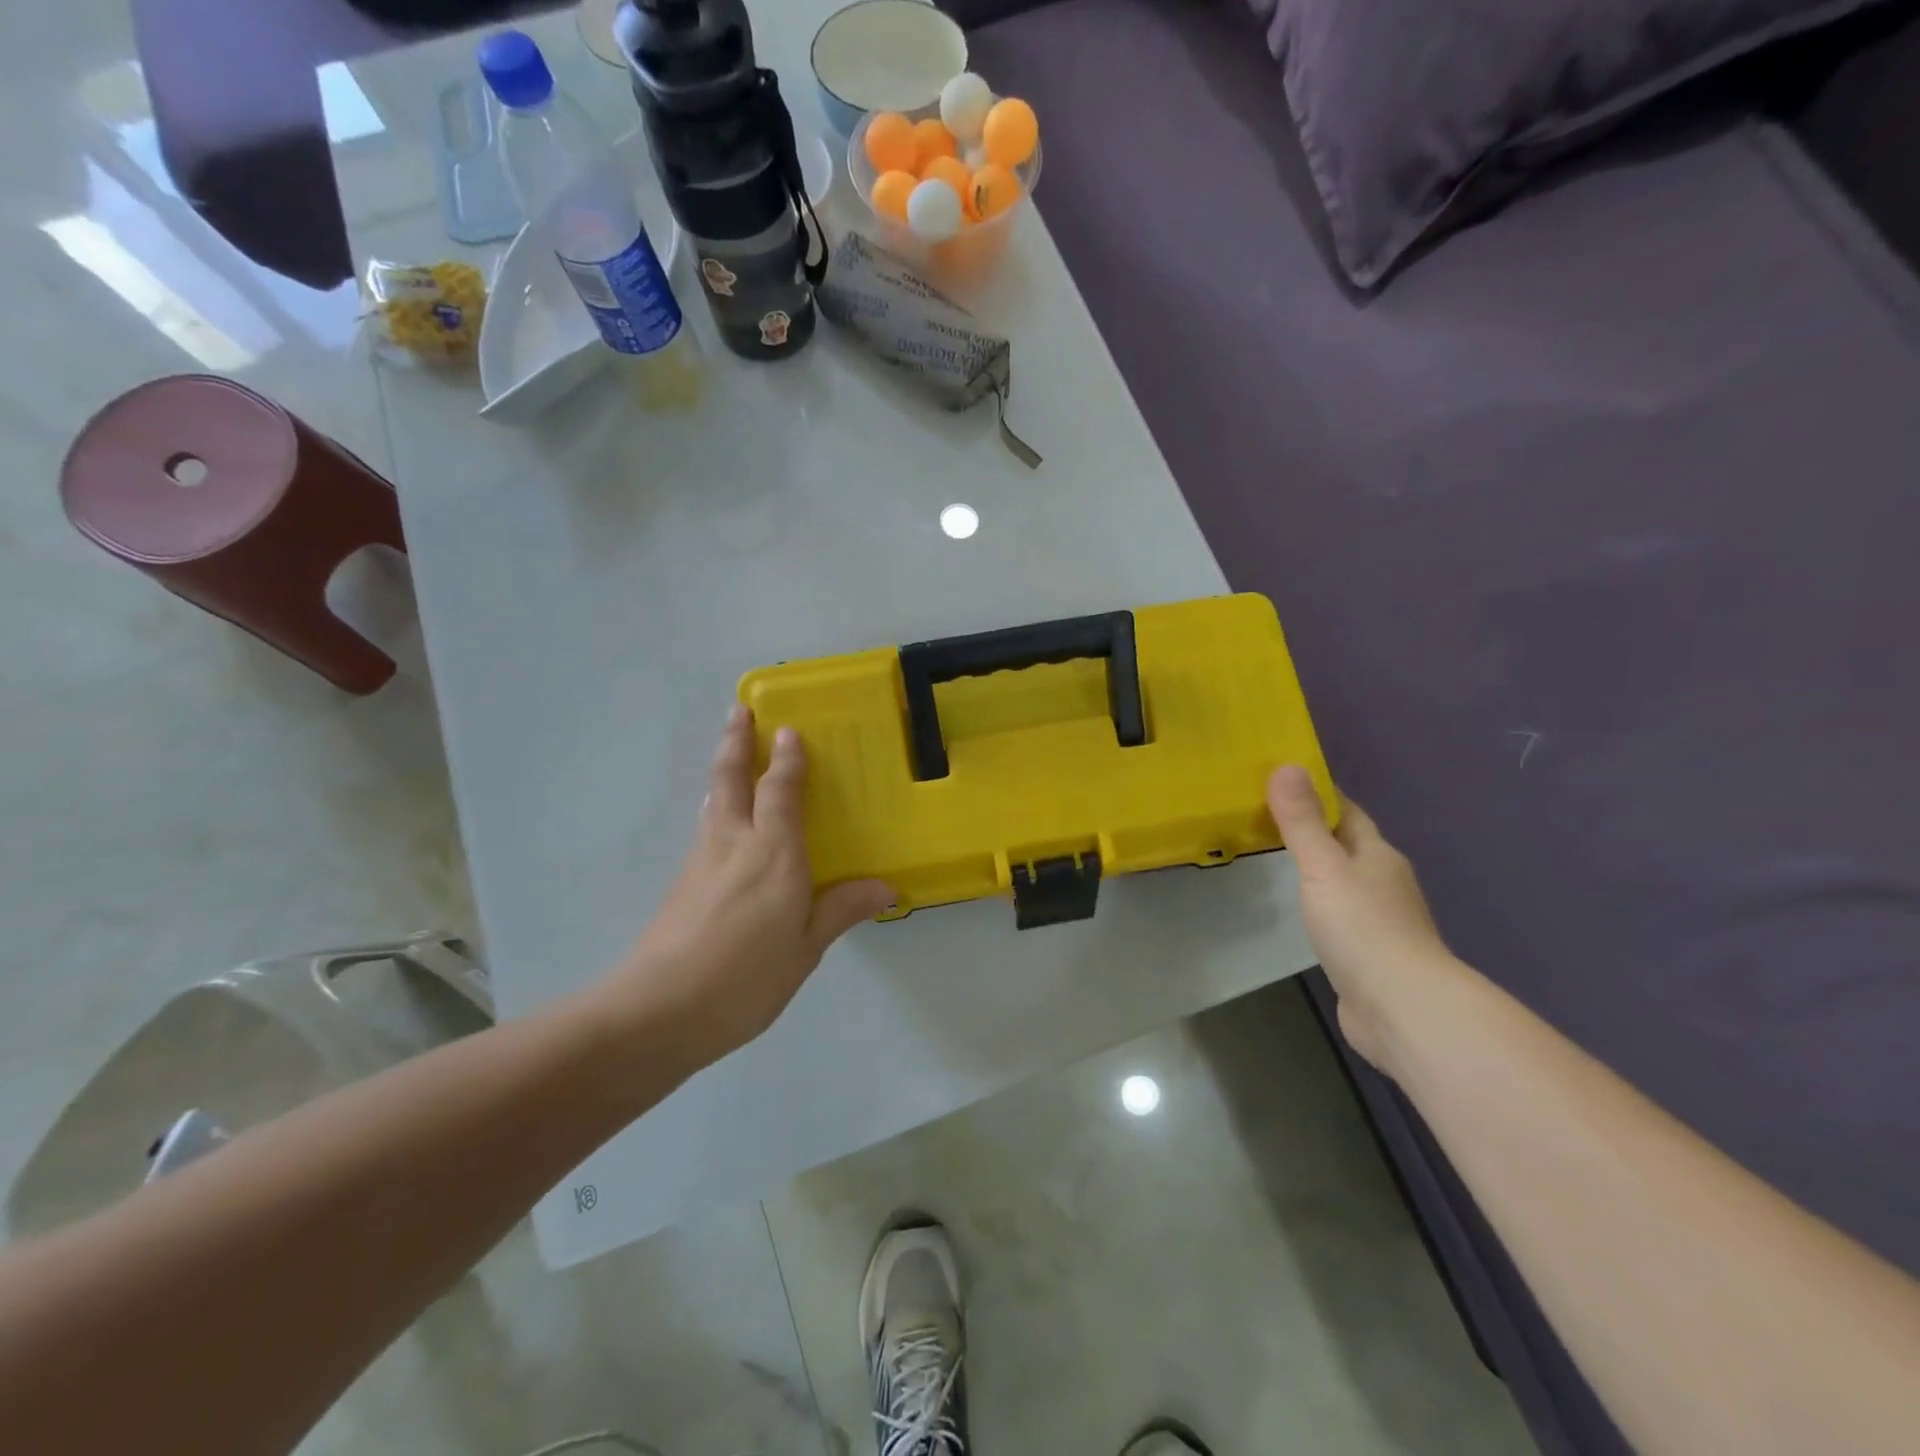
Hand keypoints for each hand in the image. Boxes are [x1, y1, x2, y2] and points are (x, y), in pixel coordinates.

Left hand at [607, 705, 892, 1067]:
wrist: (659, 1011)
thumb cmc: (746, 977)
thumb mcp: (805, 948)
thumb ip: (841, 910)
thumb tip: (887, 887)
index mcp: (773, 853)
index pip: (780, 791)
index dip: (786, 759)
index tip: (789, 730)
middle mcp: (734, 842)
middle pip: (729, 778)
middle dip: (735, 741)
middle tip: (739, 710)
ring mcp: (700, 860)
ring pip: (712, 800)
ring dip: (722, 770)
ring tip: (730, 753)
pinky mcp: (681, 883)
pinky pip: (706, 828)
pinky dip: (716, 807)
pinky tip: (722, 823)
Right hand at [1266, 765, 1458, 1076]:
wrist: (1402, 1007)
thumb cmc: (1362, 927)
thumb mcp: (1323, 867)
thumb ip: (1302, 821)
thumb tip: (1287, 765)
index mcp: (1378, 855)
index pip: (1348, 812)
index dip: (1320, 794)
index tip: (1284, 781)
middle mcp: (1384, 882)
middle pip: (1349, 845)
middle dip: (1317, 830)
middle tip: (1269, 817)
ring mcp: (1381, 921)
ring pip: (1346, 882)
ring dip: (1320, 870)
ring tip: (1278, 859)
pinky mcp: (1371, 955)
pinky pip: (1342, 916)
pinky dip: (1322, 906)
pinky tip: (1303, 913)